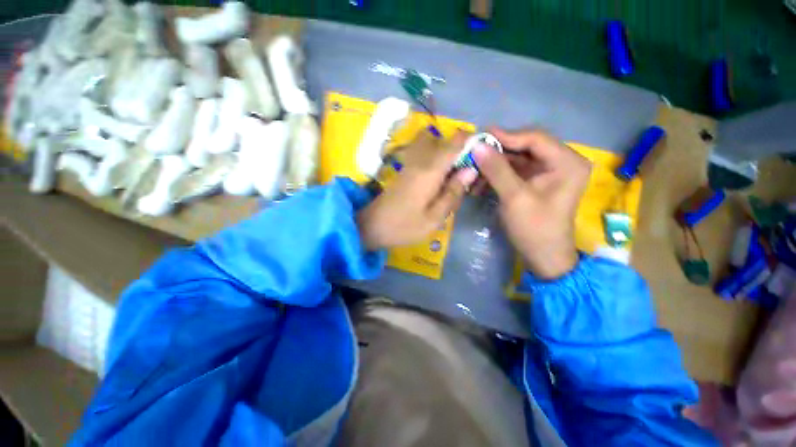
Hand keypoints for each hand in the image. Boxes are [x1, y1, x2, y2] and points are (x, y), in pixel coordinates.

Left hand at [358, 131, 477, 250]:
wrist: (372, 227)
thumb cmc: (405, 226)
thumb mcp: (435, 217)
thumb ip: (453, 192)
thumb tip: (471, 169)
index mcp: (431, 170)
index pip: (455, 142)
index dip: (471, 141)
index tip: (482, 155)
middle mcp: (420, 159)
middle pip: (442, 139)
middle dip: (458, 149)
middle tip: (464, 172)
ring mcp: (409, 163)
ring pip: (431, 144)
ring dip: (444, 153)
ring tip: (450, 176)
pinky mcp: (404, 169)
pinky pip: (422, 154)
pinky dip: (434, 160)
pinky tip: (437, 180)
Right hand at [473, 128, 590, 278]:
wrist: (543, 257)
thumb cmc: (534, 228)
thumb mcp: (514, 197)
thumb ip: (497, 169)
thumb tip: (477, 146)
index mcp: (567, 162)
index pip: (535, 138)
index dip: (507, 136)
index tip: (480, 137)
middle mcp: (561, 162)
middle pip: (525, 147)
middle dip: (497, 152)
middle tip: (473, 153)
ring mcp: (548, 173)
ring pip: (517, 159)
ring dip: (494, 165)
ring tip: (473, 171)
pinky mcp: (536, 182)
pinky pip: (515, 172)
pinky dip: (497, 175)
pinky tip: (480, 183)